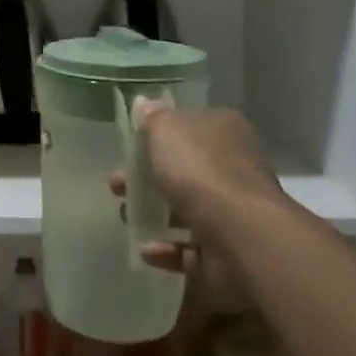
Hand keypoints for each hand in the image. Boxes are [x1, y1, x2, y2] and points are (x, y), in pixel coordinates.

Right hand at [111, 101, 290, 281]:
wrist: (238, 232)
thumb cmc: (199, 170)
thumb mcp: (167, 129)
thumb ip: (153, 118)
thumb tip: (145, 105)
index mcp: (224, 132)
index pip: (191, 128)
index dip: (159, 137)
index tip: (130, 150)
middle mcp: (233, 168)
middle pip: (184, 171)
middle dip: (148, 179)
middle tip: (117, 186)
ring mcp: (232, 212)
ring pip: (186, 210)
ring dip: (154, 215)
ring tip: (126, 217)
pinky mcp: (227, 250)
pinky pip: (191, 249)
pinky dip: (167, 249)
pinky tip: (148, 249)